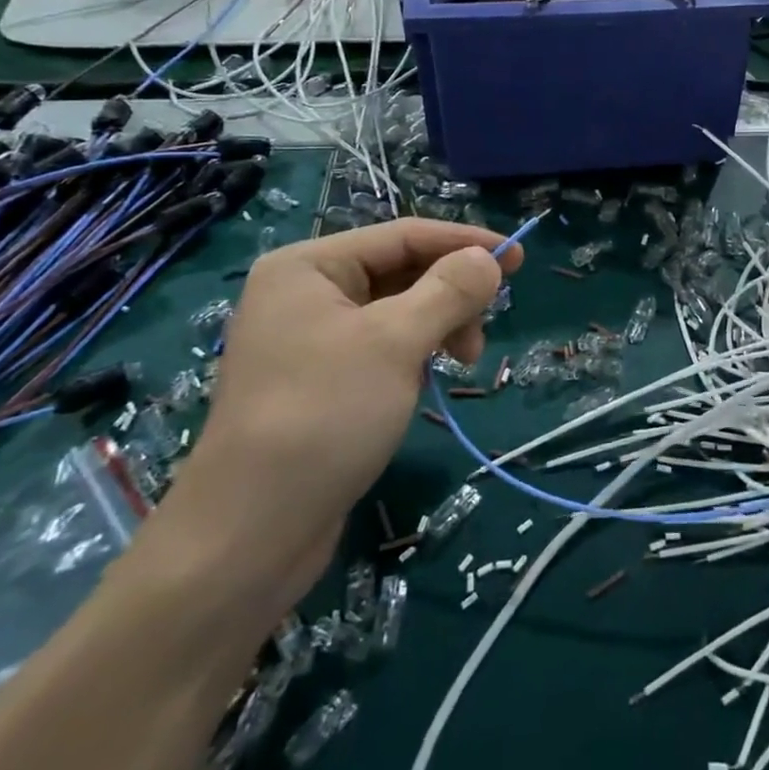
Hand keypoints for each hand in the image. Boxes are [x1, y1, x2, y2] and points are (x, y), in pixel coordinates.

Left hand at [136, 220, 518, 619]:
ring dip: (436, 328)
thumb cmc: (324, 416)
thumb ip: (449, 290)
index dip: (464, 242)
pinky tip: (424, 384)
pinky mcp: (319, 382)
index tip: (518, 257)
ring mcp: (308, 339)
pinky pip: (380, 347)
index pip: (402, 235)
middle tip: (482, 332)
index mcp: (309, 266)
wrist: (250, 534)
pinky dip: (413, 355)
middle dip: (449, 295)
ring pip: (395, 312)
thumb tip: (488, 257)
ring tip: (462, 363)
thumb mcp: (396, 343)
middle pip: (400, 272)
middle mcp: (305, 293)